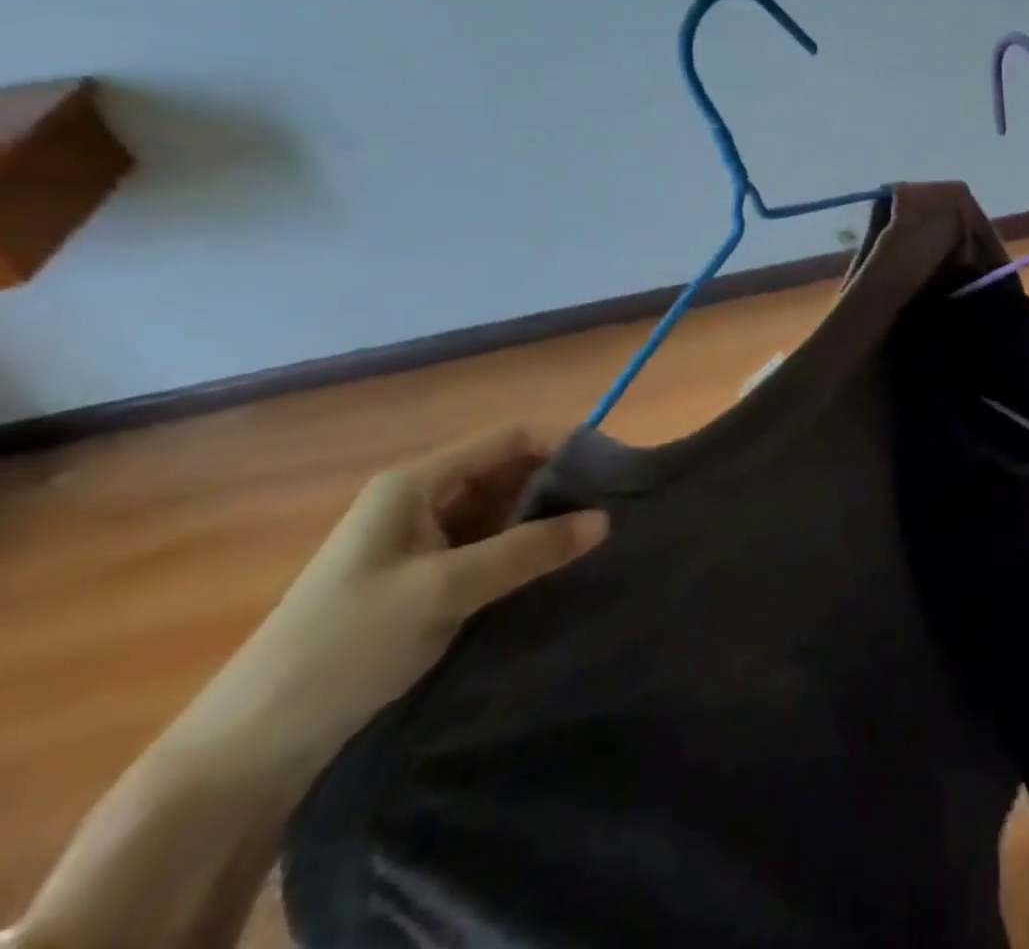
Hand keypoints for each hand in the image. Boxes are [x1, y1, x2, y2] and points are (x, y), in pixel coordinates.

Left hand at [182, 426, 608, 767]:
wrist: (253, 747)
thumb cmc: (344, 647)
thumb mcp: (443, 591)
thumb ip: (528, 550)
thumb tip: (606, 519)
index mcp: (417, 483)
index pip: (509, 439)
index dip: (563, 444)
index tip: (614, 468)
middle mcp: (424, 501)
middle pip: (510, 472)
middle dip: (562, 484)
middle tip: (616, 507)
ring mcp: (425, 542)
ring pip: (505, 512)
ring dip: (548, 520)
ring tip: (600, 535)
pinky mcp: (429, 580)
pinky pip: (493, 549)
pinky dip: (528, 551)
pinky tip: (560, 567)